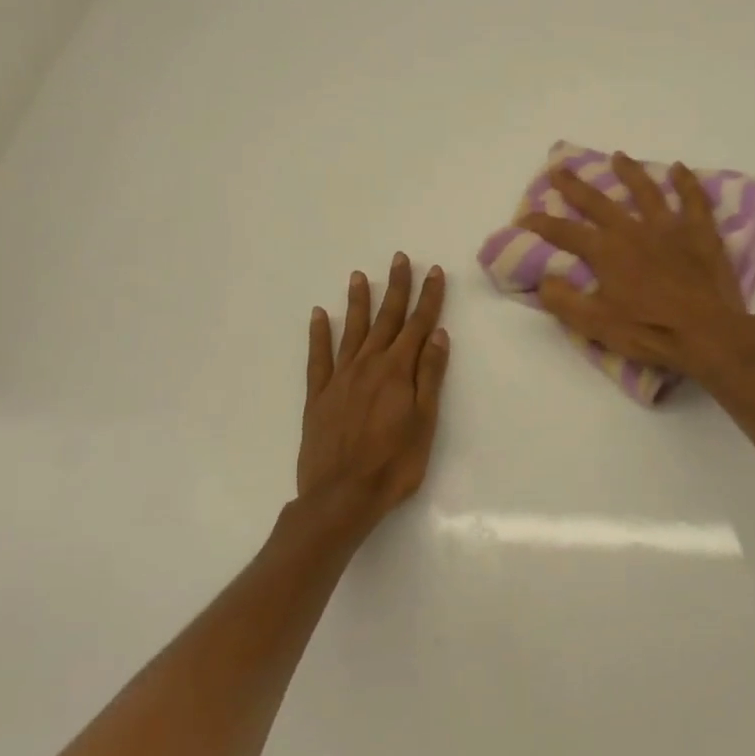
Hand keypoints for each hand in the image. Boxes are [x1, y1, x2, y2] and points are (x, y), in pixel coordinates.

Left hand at [297, 254, 450, 525]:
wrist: (341, 496)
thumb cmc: (393, 464)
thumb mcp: (424, 422)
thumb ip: (429, 376)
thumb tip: (437, 335)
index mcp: (397, 371)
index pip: (418, 325)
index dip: (428, 298)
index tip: (433, 272)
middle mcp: (368, 365)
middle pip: (386, 319)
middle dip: (396, 288)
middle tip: (400, 259)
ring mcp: (340, 378)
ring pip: (352, 330)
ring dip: (359, 302)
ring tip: (360, 276)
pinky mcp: (318, 395)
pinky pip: (318, 357)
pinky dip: (319, 334)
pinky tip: (319, 315)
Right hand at [519, 152, 754, 382]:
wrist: (707, 333)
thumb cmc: (649, 331)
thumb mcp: (596, 324)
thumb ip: (564, 300)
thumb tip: (543, 278)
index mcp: (606, 252)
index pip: (565, 232)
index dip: (541, 224)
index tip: (524, 216)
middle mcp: (633, 230)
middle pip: (598, 202)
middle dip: (575, 186)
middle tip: (560, 168)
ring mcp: (669, 227)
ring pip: (646, 191)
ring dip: (630, 172)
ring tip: (619, 156)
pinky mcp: (700, 233)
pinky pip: (693, 200)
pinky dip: (686, 182)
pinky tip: (679, 168)